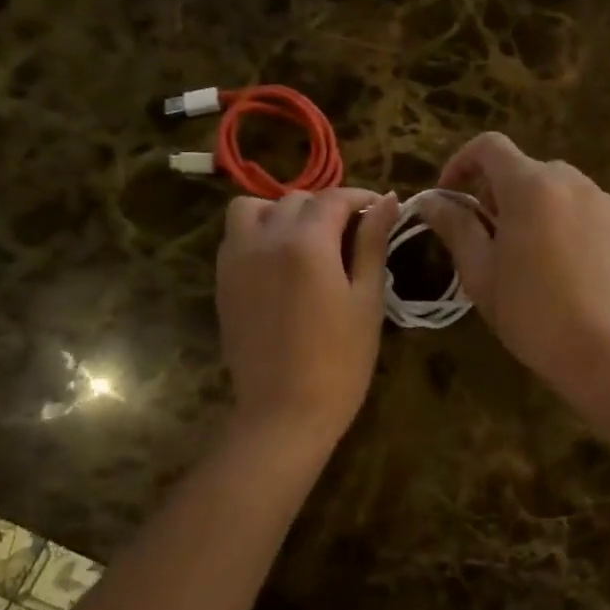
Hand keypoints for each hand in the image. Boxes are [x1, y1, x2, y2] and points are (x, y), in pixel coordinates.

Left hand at [217, 187, 398, 444]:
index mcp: (307, 242)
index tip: (381, 210)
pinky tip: (282, 262)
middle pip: (296, 200)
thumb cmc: (341, 360)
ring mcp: (237, 259)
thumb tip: (386, 201)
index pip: (334, 198)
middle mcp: (265, 238)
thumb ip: (373, 243)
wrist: (284, 410)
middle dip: (326, 207)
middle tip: (352, 233)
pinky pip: (236, 236)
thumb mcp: (367, 299)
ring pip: (254, 208)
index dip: (361, 198)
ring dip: (282, 212)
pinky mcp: (223, 281)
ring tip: (307, 240)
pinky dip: (259, 233)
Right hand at [415, 133, 609, 398]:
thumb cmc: (529, 312)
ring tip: (529, 253)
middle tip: (489, 236)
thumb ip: (454, 225)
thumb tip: (430, 200)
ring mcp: (603, 201)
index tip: (451, 195)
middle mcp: (570, 181)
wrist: (599, 349)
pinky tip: (564, 264)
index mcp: (530, 187)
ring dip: (534, 206)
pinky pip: (584, 208)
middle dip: (499, 192)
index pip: (490, 147)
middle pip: (524, 169)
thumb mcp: (479, 272)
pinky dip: (565, 221)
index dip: (462, 162)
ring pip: (557, 188)